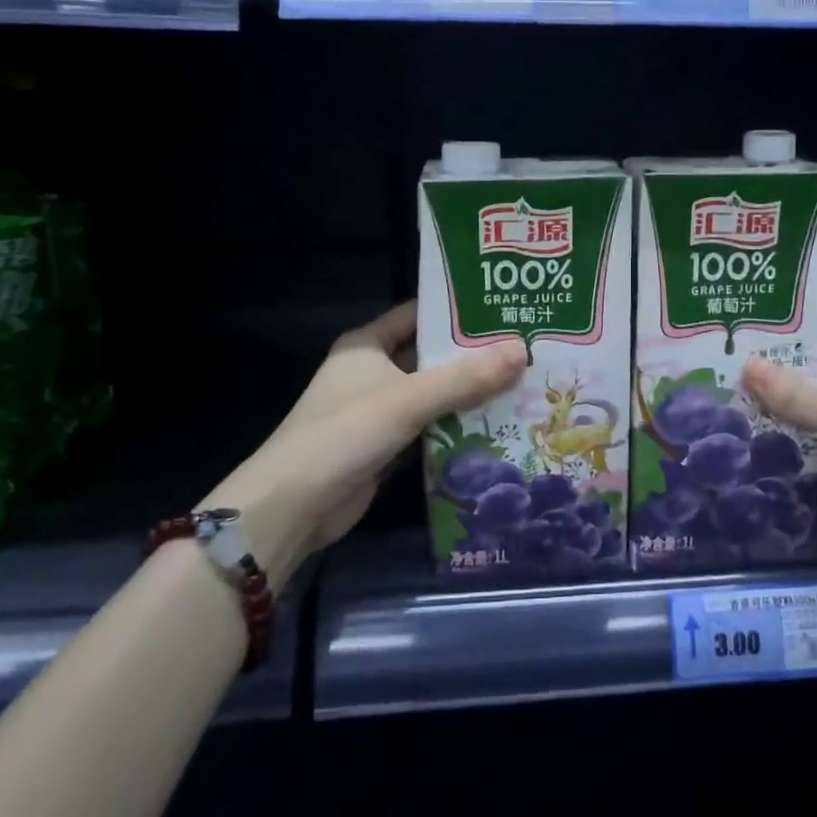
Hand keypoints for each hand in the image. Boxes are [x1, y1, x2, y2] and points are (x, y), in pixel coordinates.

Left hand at [205, 301, 526, 570]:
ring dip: (469, 392)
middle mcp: (372, 370)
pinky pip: (429, 426)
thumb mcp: (407, 399)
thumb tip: (522, 350)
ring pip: (433, 392)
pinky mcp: (385, 444)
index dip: (459, 311)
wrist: (291, 507)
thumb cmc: (344, 434)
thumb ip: (465, 377)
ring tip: (523, 382)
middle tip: (524, 348)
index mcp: (367, 344)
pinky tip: (498, 423)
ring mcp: (378, 409)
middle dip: (473, 355)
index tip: (504, 309)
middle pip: (431, 355)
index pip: (419, 314)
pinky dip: (457, 425)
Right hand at [743, 327, 816, 578]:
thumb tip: (747, 366)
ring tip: (726, 394)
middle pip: (816, 377)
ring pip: (809, 414)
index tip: (750, 326)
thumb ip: (799, 397)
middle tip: (726, 360)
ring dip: (776, 408)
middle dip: (777, 371)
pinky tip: (747, 438)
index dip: (794, 333)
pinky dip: (784, 445)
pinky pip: (810, 449)